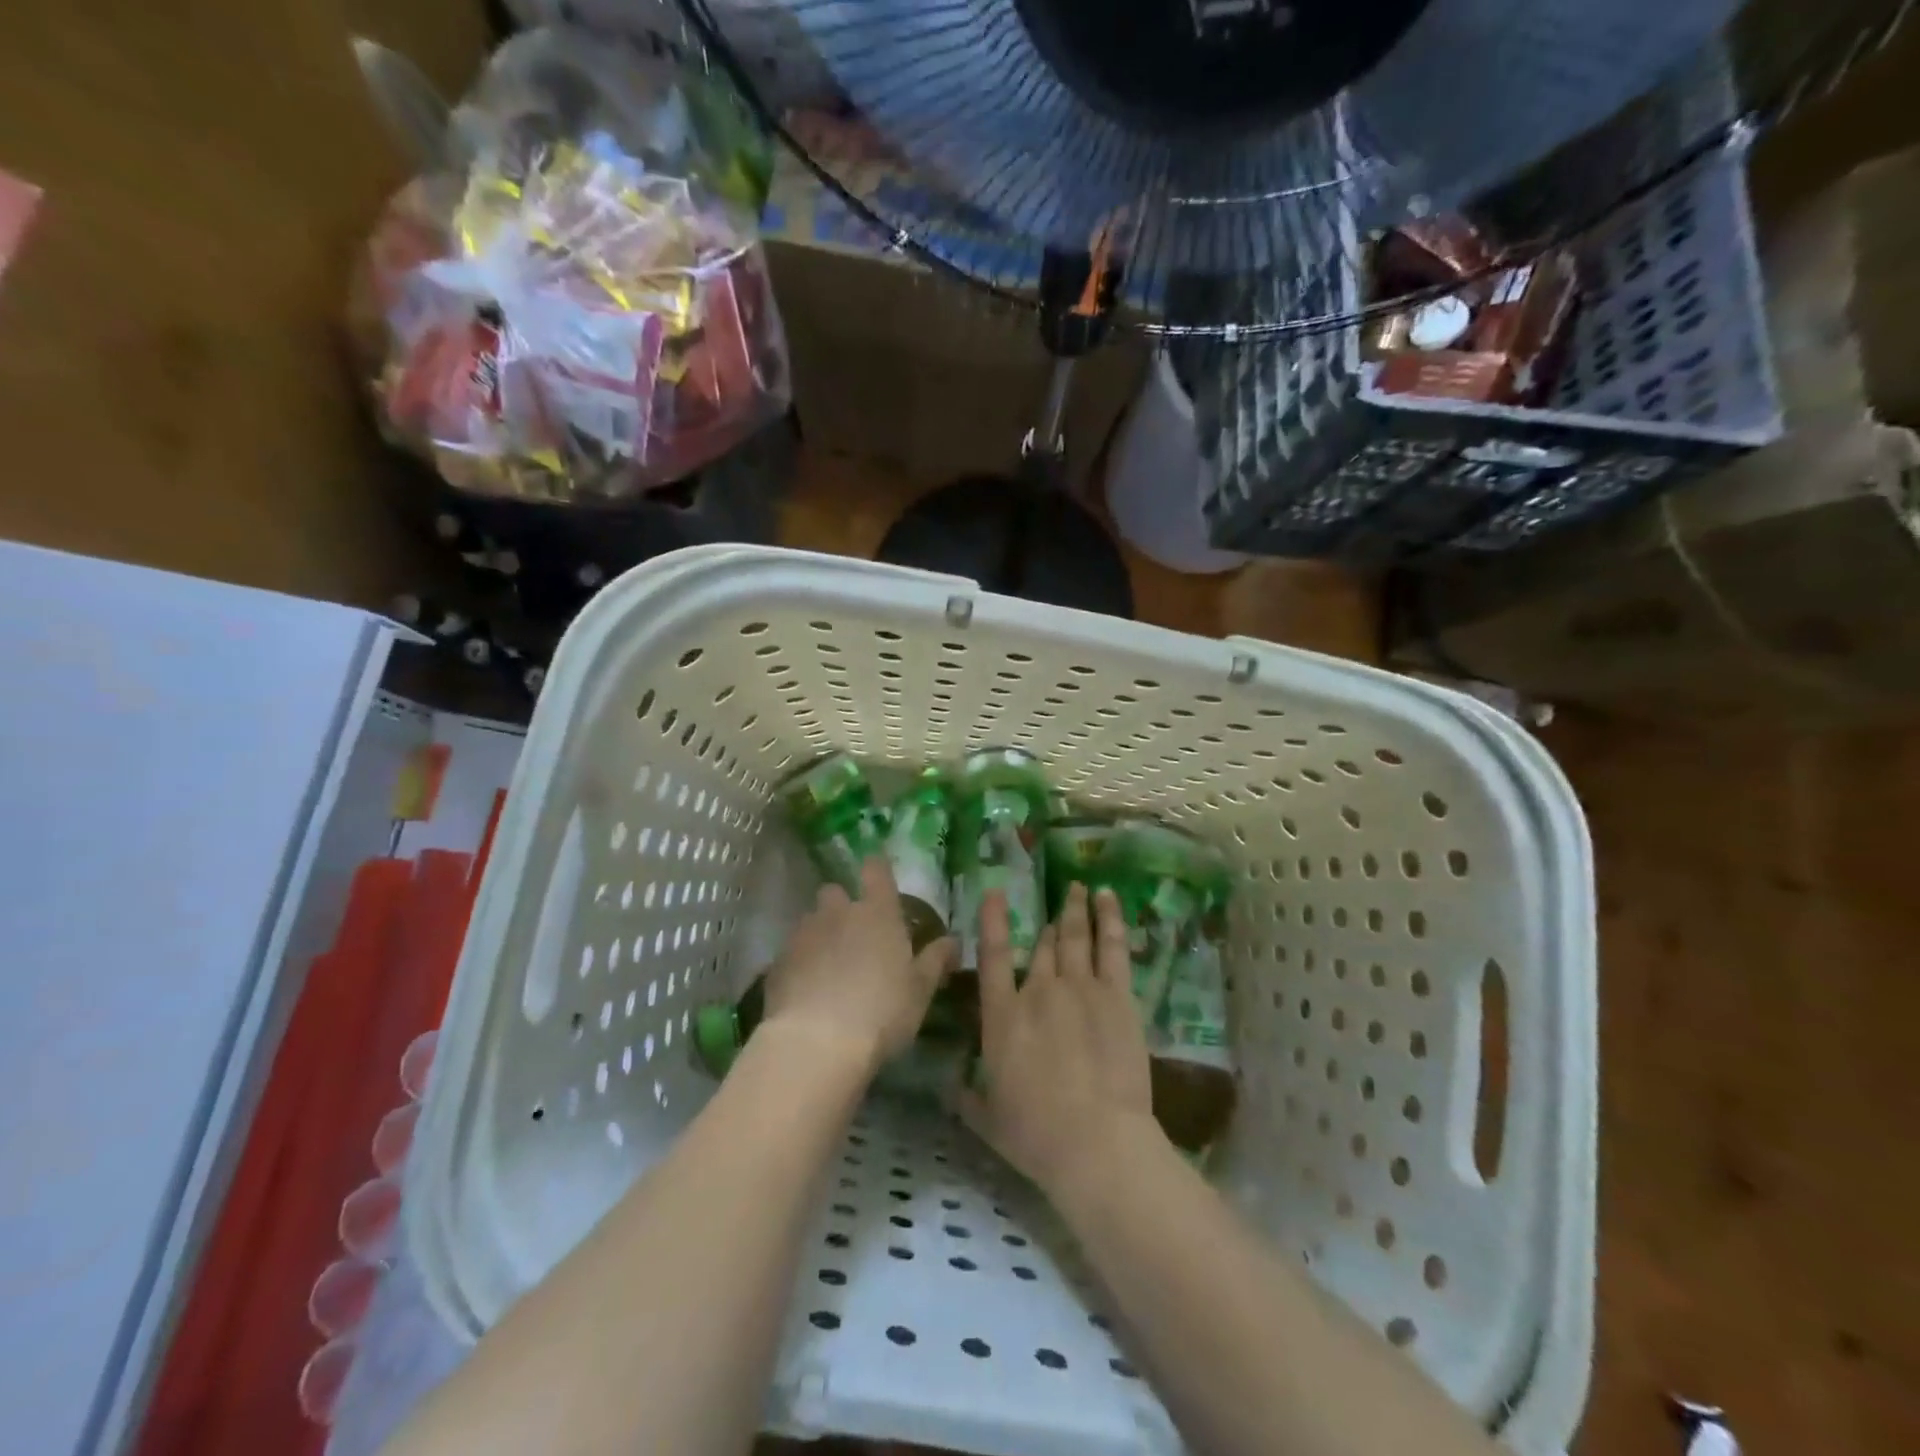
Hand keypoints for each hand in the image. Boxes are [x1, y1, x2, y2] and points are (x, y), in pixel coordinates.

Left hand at [762, 857, 955, 1076]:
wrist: (816, 1043)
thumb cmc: (882, 1011)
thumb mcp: (920, 990)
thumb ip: (936, 960)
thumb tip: (952, 941)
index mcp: (877, 912)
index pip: (876, 869)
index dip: (877, 870)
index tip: (879, 880)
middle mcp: (838, 912)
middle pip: (835, 891)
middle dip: (841, 906)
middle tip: (854, 936)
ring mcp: (804, 934)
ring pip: (811, 921)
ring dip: (820, 935)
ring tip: (828, 969)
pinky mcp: (777, 961)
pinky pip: (791, 952)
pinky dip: (800, 964)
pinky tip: (806, 992)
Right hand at [958, 882, 1155, 1193]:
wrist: (1096, 1142)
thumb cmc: (1035, 1135)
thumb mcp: (987, 1120)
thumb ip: (967, 1097)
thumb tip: (949, 1087)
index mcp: (1003, 1017)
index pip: (994, 956)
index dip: (993, 921)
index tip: (995, 893)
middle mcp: (1038, 991)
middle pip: (1043, 946)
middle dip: (1047, 922)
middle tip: (1052, 900)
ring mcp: (1080, 988)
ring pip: (1075, 936)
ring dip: (1075, 909)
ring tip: (1078, 886)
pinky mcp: (1117, 996)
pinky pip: (1112, 947)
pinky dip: (1109, 919)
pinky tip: (1108, 898)